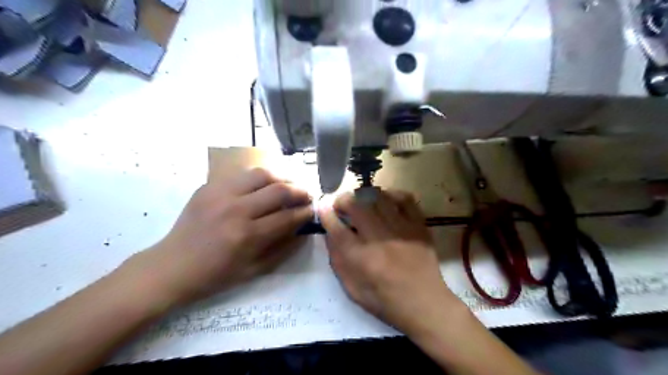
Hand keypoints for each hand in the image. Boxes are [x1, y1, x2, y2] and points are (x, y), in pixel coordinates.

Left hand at [133, 168, 315, 305]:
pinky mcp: (209, 186)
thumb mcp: (254, 270)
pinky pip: (242, 175)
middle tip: (307, 196)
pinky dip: (260, 178)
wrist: (171, 266)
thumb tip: (303, 229)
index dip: (305, 212)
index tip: (314, 211)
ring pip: (262, 174)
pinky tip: (265, 185)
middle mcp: (236, 209)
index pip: (287, 216)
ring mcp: (220, 194)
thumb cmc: (215, 275)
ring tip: (289, 185)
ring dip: (282, 178)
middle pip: (279, 190)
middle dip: (300, 191)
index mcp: (247, 236)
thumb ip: (283, 248)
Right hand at [321, 190, 463, 332]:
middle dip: (343, 200)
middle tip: (341, 205)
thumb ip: (338, 260)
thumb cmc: (385, 301)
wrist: (426, 305)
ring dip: (364, 196)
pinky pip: (405, 199)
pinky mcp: (419, 226)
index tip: (322, 208)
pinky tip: (386, 201)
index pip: (336, 228)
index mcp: (361, 259)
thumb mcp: (353, 289)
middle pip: (356, 206)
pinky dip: (392, 194)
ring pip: (379, 198)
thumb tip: (330, 233)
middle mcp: (380, 239)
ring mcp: (402, 230)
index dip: (325, 214)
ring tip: (361, 202)